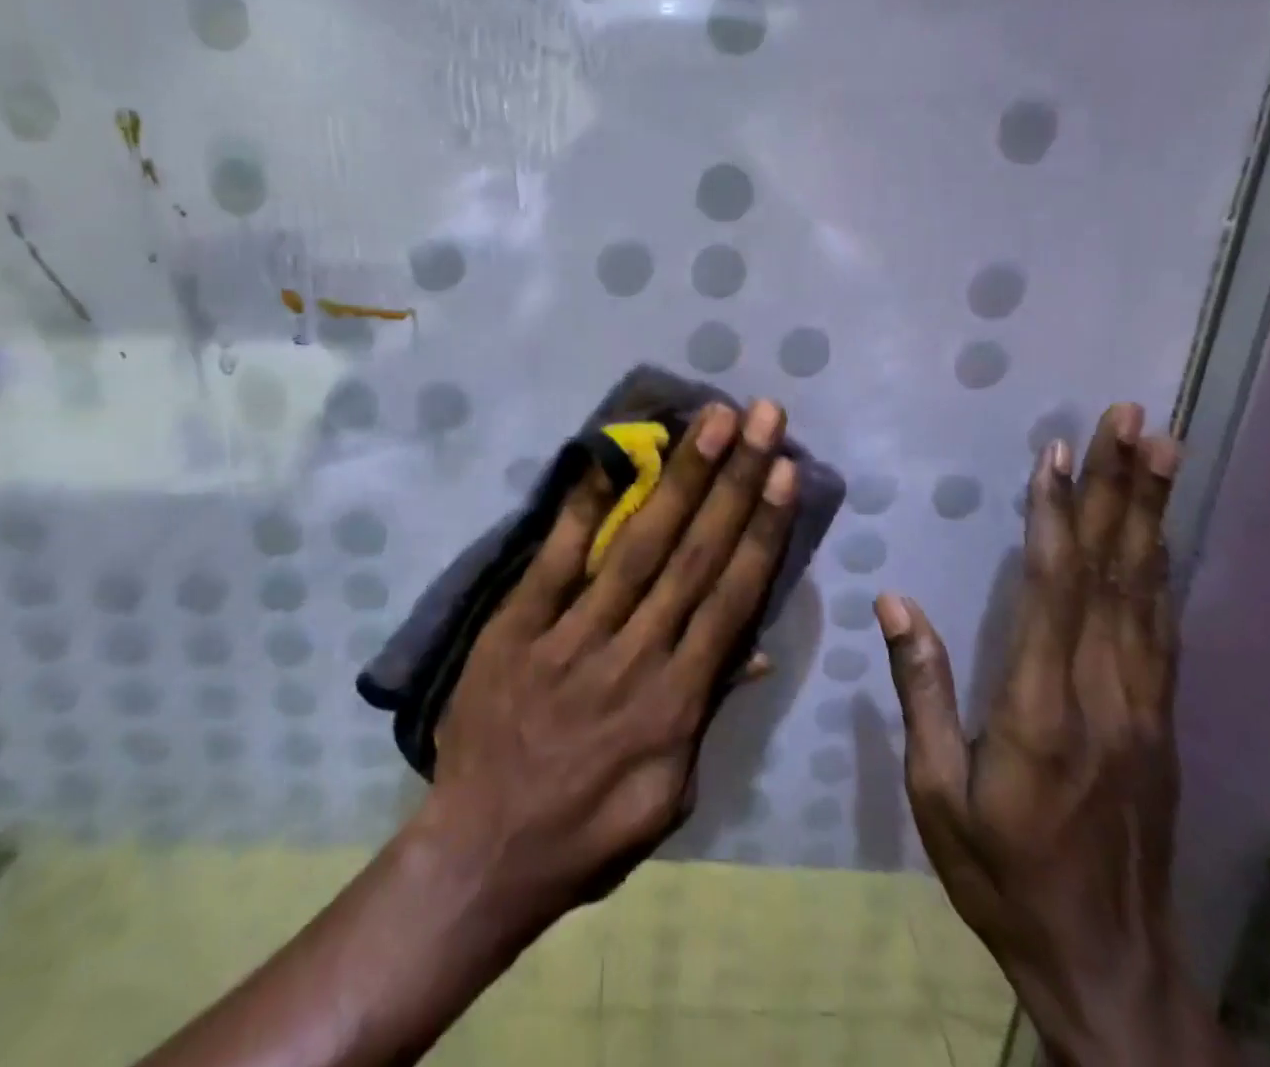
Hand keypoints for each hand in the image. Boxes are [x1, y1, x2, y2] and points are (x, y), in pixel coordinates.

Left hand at [426, 398, 798, 922]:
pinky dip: (582, 509)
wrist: (483, 853)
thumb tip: (757, 649)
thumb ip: (711, 712)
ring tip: (709, 423)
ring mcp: (574, 636)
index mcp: (678, 700)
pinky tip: (606, 459)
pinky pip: (556, 560)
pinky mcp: (519, 627)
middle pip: (695, 554)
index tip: (786, 472)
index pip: (733, 596)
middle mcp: (635, 654)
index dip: (762, 529)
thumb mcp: (672, 794)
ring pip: (638, 546)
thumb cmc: (588, 830)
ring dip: (678, 479)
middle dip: (734, 480)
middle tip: (760, 417)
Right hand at [877, 404, 1228, 1066]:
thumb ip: (923, 692)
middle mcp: (1105, 694)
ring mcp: (1144, 706)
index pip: (1053, 591)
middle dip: (1123, 489)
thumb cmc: (1004, 877)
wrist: (1110, 965)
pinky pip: (1161, 626)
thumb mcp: (938, 795)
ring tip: (1161, 449)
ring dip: (1152, 513)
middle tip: (1135, 420)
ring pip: (1148, 590)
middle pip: (1116, 573)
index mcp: (1042, 710)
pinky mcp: (1159, 720)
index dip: (1056, 517)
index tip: (1057, 454)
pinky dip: (1159, 566)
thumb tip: (895, 602)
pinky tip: (1157, 532)